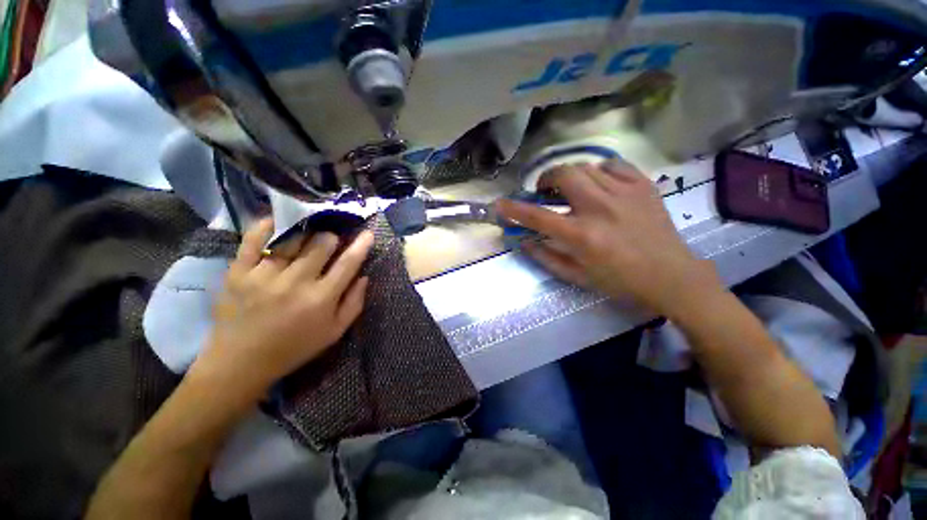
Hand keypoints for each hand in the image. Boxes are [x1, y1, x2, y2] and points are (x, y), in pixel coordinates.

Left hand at [191, 219, 373, 404]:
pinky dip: (266, 226)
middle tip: (331, 241)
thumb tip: (364, 276)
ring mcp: (265, 275)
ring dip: (306, 232)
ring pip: (292, 239)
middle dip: (331, 238)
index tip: (367, 233)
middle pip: (321, 244)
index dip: (361, 246)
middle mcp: (296, 283)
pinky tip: (276, 221)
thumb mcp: (334, 332)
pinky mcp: (238, 272)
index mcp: (321, 298)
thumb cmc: (295, 347)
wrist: (240, 363)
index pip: (348, 263)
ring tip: (308, 232)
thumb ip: (354, 304)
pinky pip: (253, 240)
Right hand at [496, 161, 721, 317]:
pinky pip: (614, 164)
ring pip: (586, 167)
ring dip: (570, 176)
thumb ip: (546, 257)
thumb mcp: (577, 276)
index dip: (514, 209)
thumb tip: (523, 240)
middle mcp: (601, 209)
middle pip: (564, 174)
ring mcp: (625, 193)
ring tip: (571, 190)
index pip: (538, 216)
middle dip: (546, 179)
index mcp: (582, 236)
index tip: (500, 203)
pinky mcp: (644, 185)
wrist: (671, 276)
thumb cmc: (619, 281)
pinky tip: (599, 185)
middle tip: (545, 191)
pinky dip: (599, 171)